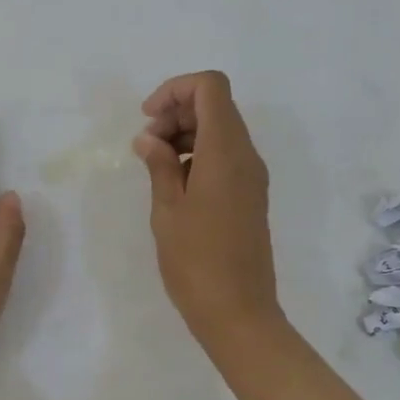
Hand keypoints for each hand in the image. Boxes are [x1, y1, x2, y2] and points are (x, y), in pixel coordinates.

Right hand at [133, 71, 284, 353]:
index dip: (175, 90)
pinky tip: (175, 185)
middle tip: (146, 146)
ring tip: (155, 166)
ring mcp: (252, 177)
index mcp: (226, 151)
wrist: (239, 313)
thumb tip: (150, 139)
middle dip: (177, 112)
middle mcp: (246, 156)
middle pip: (216, 105)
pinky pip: (226, 157)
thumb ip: (159, 164)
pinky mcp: (251, 196)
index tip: (148, 119)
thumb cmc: (196, 261)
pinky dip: (199, 155)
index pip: (211, 86)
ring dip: (186, 134)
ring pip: (221, 130)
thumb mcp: (167, 209)